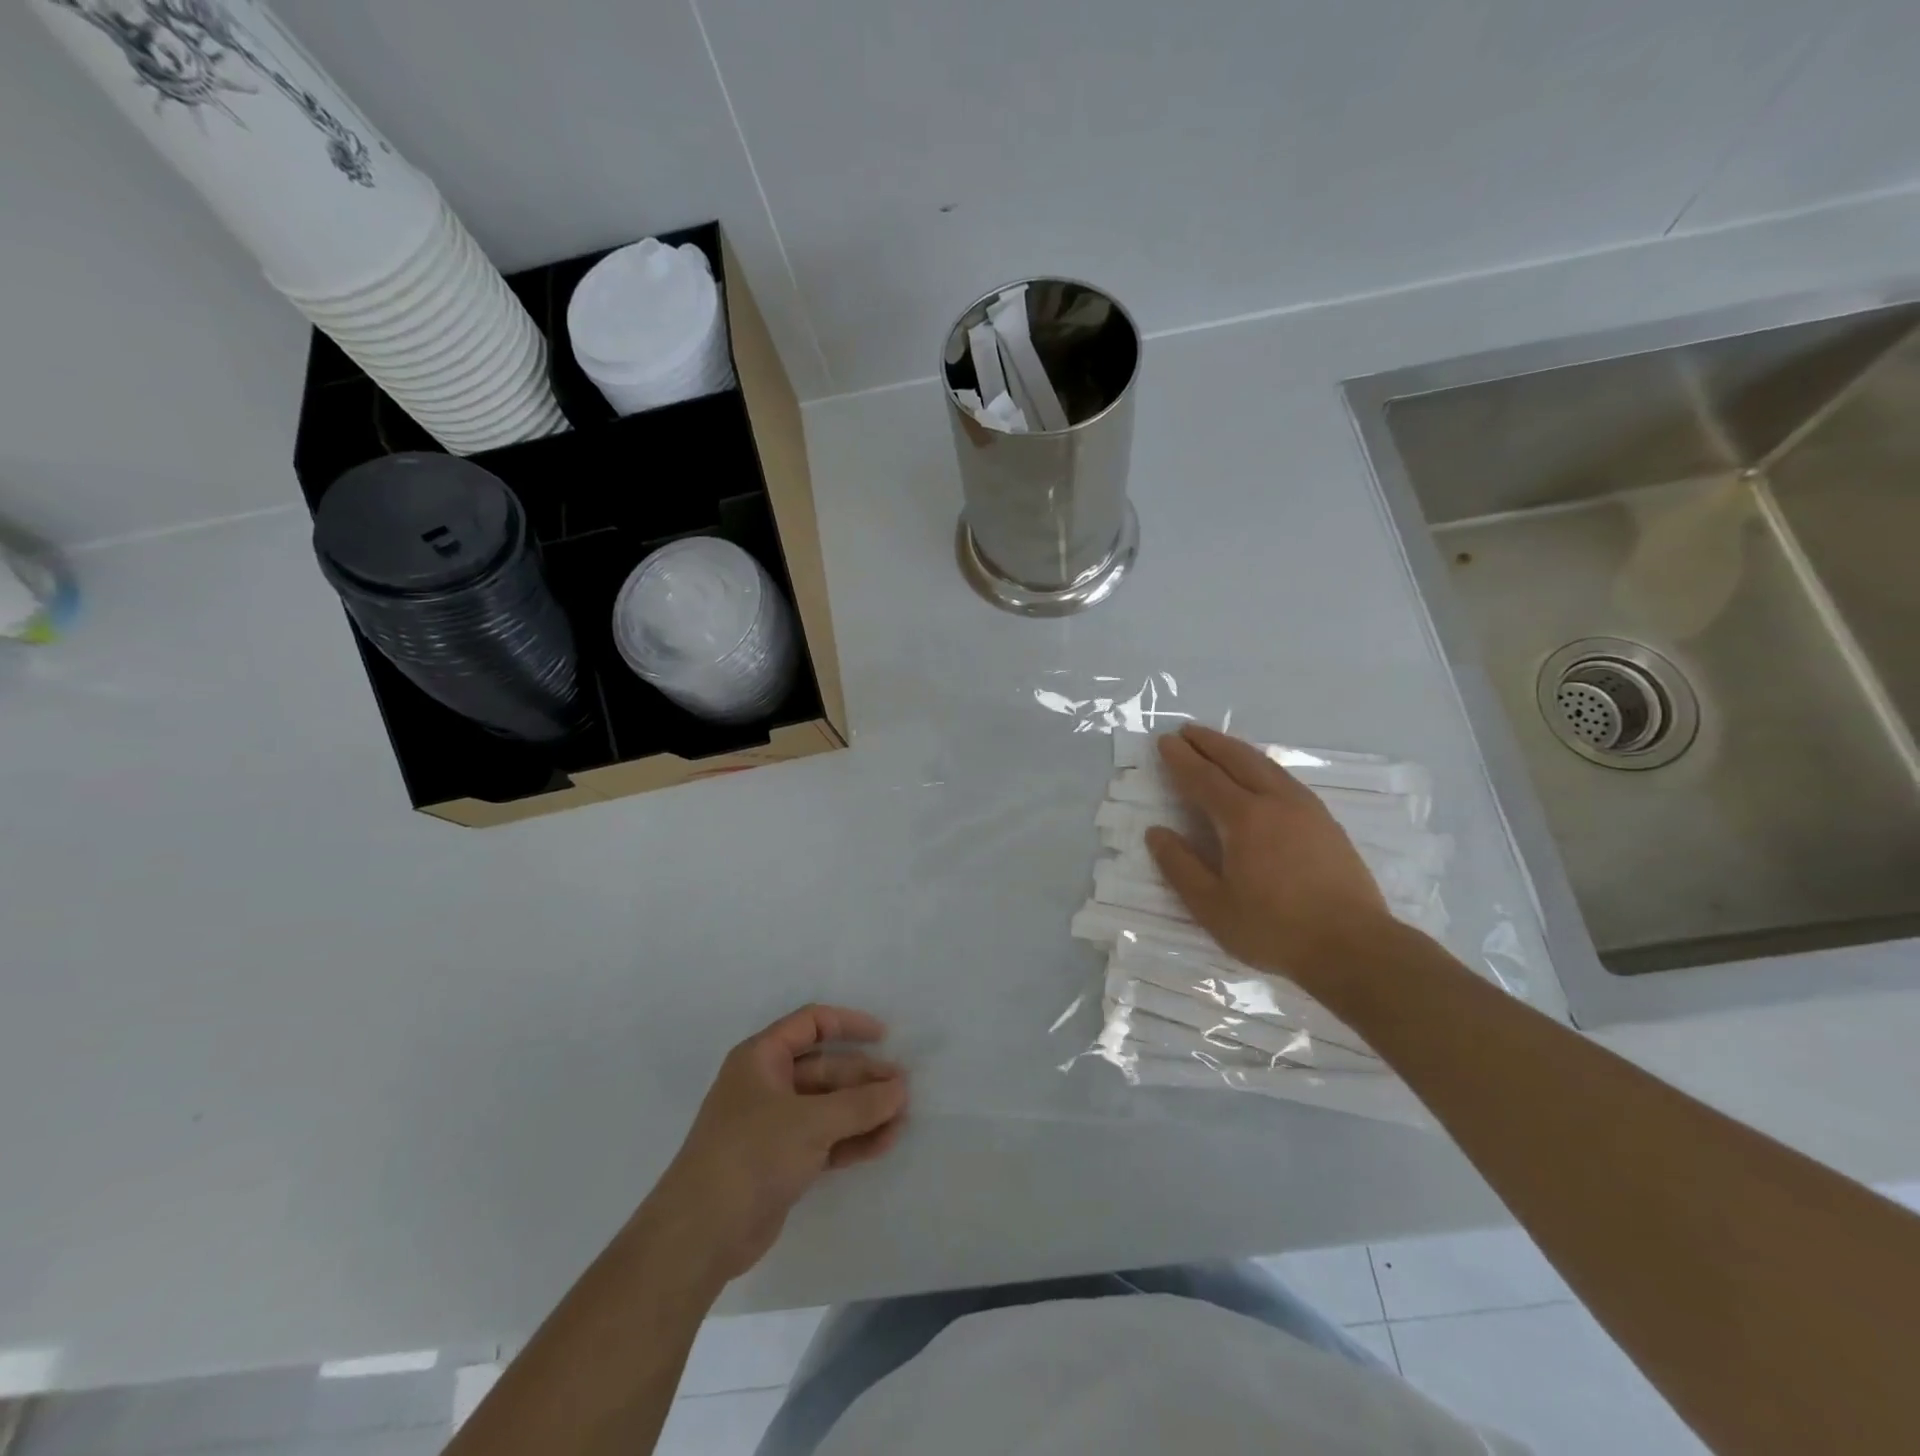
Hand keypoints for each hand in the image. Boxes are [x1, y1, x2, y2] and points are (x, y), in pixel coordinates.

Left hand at [643, 1006, 908, 1286]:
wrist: (700, 1235)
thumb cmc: (751, 1155)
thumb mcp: (811, 1122)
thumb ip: (860, 1104)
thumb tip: (901, 1088)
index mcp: (762, 1057)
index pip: (811, 1023)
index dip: (849, 1024)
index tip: (885, 1038)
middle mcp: (767, 1084)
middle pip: (825, 1068)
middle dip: (864, 1078)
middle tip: (904, 1090)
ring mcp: (774, 1125)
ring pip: (828, 1106)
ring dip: (864, 1111)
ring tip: (902, 1119)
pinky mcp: (782, 1161)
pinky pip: (825, 1138)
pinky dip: (852, 1139)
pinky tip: (883, 1143)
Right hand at [1145, 724, 1394, 990]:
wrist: (1354, 947)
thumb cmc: (1275, 929)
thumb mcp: (1213, 907)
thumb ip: (1180, 867)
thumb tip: (1156, 832)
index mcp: (1244, 818)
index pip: (1204, 778)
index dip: (1181, 759)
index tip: (1165, 741)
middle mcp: (1276, 802)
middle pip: (1238, 760)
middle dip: (1210, 742)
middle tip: (1187, 731)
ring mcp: (1307, 810)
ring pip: (1266, 765)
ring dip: (1237, 750)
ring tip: (1219, 744)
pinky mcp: (1327, 823)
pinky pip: (1285, 779)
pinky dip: (1262, 766)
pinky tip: (1261, 776)